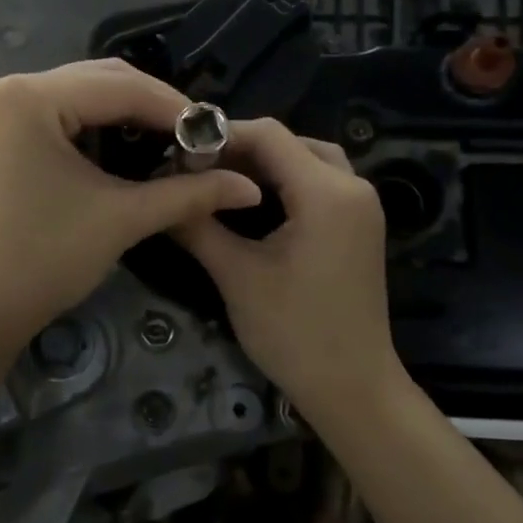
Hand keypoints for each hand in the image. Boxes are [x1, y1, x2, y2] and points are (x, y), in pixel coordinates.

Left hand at [0, 59, 261, 356]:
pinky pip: (61, 116)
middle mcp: (10, 88)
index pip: (122, 87)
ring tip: (170, 145)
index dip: (178, 109)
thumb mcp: (121, 219)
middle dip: (154, 108)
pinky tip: (128, 152)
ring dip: (128, 116)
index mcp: (31, 96)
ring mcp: (0, 110)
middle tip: (197, 141)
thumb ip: (189, 194)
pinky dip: (98, 129)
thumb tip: (250, 188)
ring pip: (82, 96)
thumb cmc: (42, 259)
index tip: (220, 134)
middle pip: (101, 81)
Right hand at [173, 119, 400, 427]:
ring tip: (220, 181)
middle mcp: (353, 187)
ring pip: (309, 160)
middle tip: (196, 169)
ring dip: (266, 164)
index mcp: (327, 192)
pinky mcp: (360, 226)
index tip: (180, 154)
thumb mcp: (238, 276)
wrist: (353, 387)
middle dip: (241, 148)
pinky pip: (321, 184)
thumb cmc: (294, 333)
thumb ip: (198, 226)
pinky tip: (253, 202)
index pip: (269, 135)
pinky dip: (286, 182)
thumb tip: (160, 193)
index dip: (221, 135)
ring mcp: (362, 207)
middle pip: (291, 142)